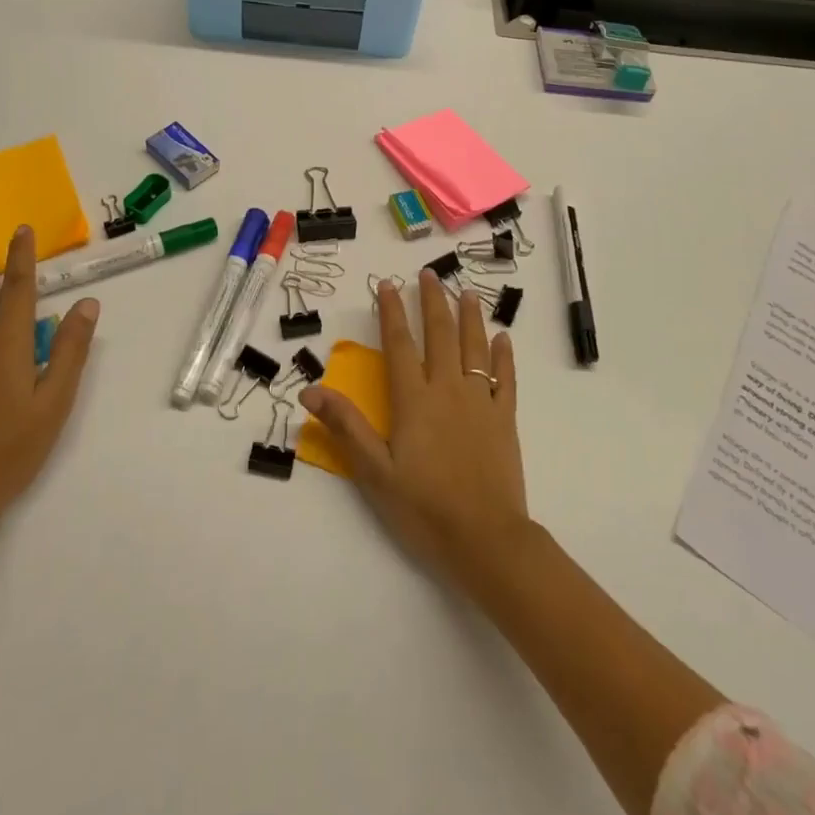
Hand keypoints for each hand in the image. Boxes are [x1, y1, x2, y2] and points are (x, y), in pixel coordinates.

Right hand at [301, 270, 528, 584]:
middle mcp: (447, 388)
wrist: (486, 539)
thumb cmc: (424, 507)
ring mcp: (480, 401)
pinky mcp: (505, 418)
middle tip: (429, 274)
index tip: (387, 284)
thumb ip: (345, 427)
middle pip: (440, 334)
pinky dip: (503, 355)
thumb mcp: (374, 472)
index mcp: (414, 399)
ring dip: (469, 316)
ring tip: (465, 292)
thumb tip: (310, 391)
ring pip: (474, 347)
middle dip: (433, 301)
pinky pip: (505, 378)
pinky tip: (503, 338)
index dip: (392, 312)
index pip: (399, 344)